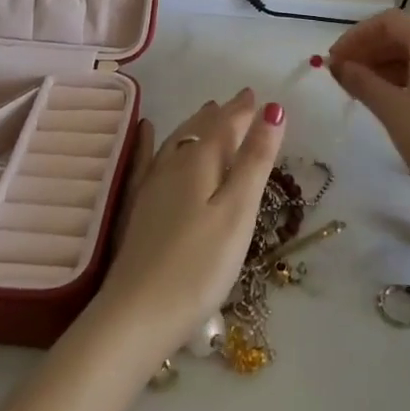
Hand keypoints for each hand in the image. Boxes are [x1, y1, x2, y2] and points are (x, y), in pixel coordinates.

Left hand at [94, 88, 285, 362]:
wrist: (136, 315)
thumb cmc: (198, 266)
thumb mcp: (237, 212)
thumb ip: (255, 160)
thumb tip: (273, 108)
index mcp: (201, 161)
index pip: (226, 124)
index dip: (243, 110)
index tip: (256, 95)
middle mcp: (173, 164)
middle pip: (201, 129)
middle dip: (222, 114)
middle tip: (239, 102)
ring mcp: (151, 186)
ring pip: (178, 141)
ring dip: (197, 124)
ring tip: (208, 111)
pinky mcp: (138, 209)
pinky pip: (146, 159)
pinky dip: (150, 140)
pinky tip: (146, 130)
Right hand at [327, 10, 409, 205]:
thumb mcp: (392, 109)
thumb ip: (362, 82)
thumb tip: (339, 66)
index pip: (387, 22)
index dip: (356, 36)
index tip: (334, 58)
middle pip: (401, 36)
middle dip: (367, 51)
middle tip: (340, 74)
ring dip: (382, 66)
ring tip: (356, 88)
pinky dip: (400, 79)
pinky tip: (384, 99)